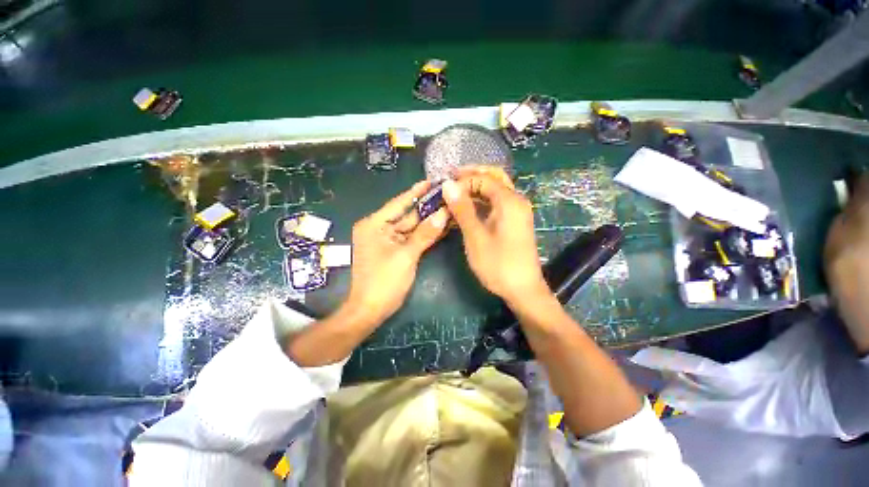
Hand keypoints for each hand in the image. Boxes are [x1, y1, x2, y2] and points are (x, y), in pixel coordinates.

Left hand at [344, 181, 448, 325]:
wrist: (371, 309)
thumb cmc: (384, 281)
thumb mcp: (406, 256)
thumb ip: (425, 234)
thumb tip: (443, 214)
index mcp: (374, 225)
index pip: (398, 203)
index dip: (416, 192)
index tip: (432, 181)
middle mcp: (379, 228)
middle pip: (406, 214)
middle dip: (426, 207)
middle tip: (446, 195)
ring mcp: (387, 240)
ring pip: (411, 227)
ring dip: (428, 220)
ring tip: (448, 207)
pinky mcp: (394, 250)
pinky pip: (411, 238)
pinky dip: (424, 233)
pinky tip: (440, 225)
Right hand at [442, 167, 546, 303]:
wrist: (523, 290)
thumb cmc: (498, 264)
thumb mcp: (475, 236)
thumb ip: (462, 209)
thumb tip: (448, 184)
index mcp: (509, 201)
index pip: (484, 178)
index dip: (462, 181)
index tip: (444, 189)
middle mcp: (516, 201)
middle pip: (494, 178)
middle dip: (471, 176)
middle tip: (450, 181)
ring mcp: (517, 211)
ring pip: (495, 190)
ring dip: (475, 189)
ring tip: (455, 194)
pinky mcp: (514, 222)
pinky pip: (496, 204)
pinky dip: (481, 202)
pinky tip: (467, 208)